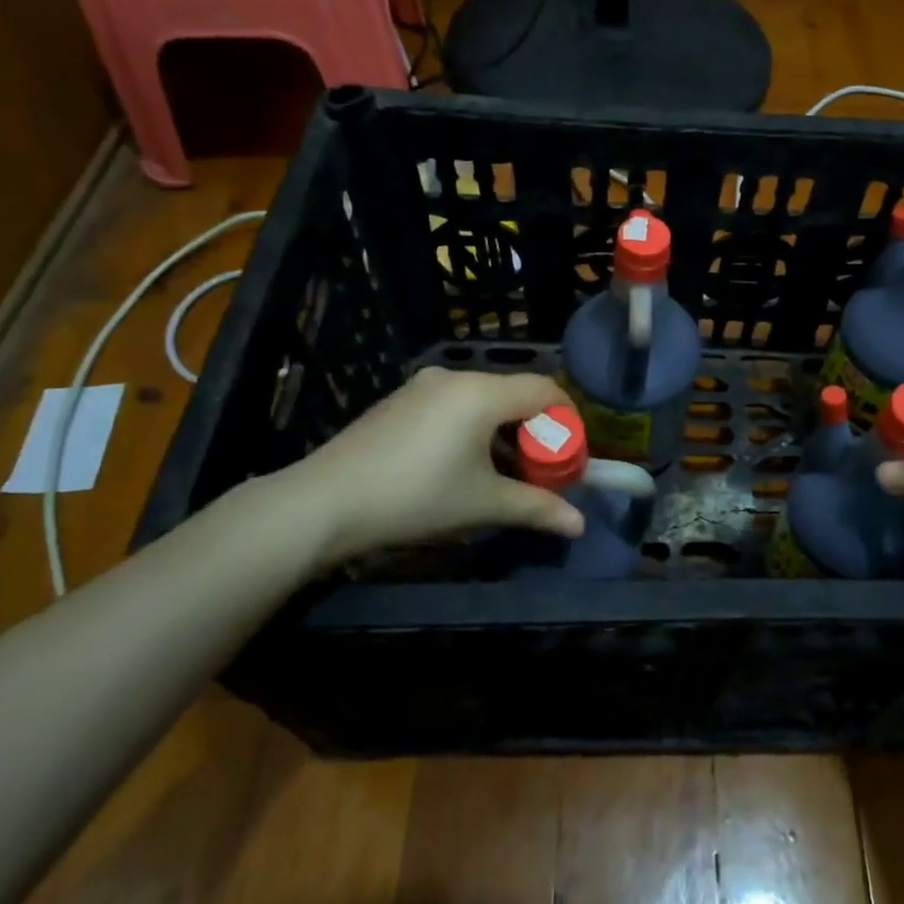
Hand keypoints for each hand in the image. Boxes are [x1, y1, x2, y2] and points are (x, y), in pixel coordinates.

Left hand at [276, 368, 585, 564]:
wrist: (325, 502)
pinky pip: (453, 404)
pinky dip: (473, 427)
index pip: (544, 389)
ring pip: (482, 399)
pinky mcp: (400, 401)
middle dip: (535, 429)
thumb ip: (536, 508)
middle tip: (540, 468)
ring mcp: (422, 387)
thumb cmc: (416, 497)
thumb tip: (579, 525)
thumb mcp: (483, 504)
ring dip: (503, 430)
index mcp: (481, 393)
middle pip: (514, 393)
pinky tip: (461, 464)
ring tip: (504, 471)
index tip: (572, 453)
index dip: (567, 419)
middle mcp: (455, 378)